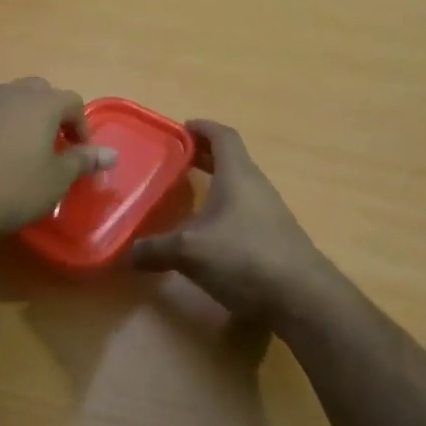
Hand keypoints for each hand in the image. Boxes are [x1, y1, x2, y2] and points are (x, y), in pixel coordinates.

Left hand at [0, 78, 116, 240]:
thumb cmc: (9, 187)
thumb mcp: (55, 180)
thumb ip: (83, 161)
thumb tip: (111, 153)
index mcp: (40, 102)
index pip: (72, 101)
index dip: (81, 126)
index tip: (79, 154)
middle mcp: (9, 93)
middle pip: (39, 93)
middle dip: (51, 116)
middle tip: (52, 148)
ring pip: (9, 102)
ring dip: (21, 121)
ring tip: (21, 155)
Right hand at [129, 120, 339, 327]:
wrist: (302, 297)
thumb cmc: (244, 257)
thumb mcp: (190, 251)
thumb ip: (155, 250)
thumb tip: (124, 254)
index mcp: (238, 174)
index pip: (222, 136)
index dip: (202, 128)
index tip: (179, 129)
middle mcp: (256, 186)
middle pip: (230, 159)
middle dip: (203, 155)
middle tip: (174, 160)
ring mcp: (269, 212)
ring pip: (238, 186)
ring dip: (215, 183)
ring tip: (187, 195)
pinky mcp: (275, 237)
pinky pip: (244, 210)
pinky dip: (224, 209)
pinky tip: (208, 232)